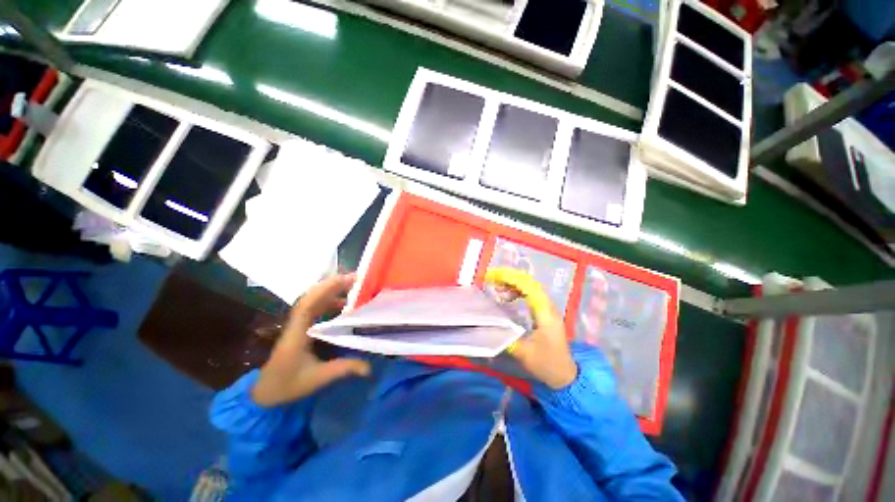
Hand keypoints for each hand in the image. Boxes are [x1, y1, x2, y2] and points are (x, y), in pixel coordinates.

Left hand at [252, 274, 370, 406]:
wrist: (265, 393)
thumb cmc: (288, 384)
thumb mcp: (317, 378)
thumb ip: (344, 369)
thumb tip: (370, 368)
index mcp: (297, 332)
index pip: (309, 303)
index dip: (327, 289)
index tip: (347, 280)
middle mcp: (297, 323)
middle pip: (312, 296)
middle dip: (333, 284)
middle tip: (357, 278)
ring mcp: (298, 324)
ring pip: (314, 300)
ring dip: (332, 291)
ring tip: (353, 288)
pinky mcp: (302, 327)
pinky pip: (316, 308)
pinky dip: (330, 301)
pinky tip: (344, 305)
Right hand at [486, 268, 577, 389]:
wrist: (565, 375)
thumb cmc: (546, 363)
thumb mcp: (523, 352)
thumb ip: (505, 337)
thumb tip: (486, 324)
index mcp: (544, 312)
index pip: (527, 285)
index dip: (509, 278)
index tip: (491, 277)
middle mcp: (547, 305)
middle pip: (528, 282)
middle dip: (508, 277)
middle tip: (491, 280)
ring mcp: (546, 308)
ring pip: (529, 287)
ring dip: (511, 284)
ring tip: (496, 289)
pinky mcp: (543, 312)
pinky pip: (529, 294)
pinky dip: (516, 291)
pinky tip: (506, 298)